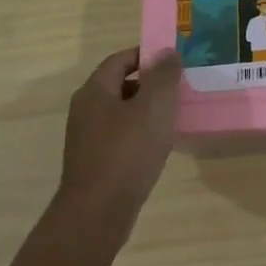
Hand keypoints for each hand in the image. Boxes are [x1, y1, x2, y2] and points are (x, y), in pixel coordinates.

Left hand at [55, 46, 181, 242]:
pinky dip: (140, 133)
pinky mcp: (95, 161)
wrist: (98, 212)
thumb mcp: (154, 107)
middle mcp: (86, 110)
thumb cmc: (127, 152)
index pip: (120, 59)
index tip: (175, 61)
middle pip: (120, 84)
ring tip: (175, 116)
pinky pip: (120, 136)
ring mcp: (87, 138)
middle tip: (180, 88)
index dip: (147, 55)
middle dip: (150, 83)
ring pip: (122, 112)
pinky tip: (159, 145)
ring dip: (147, 110)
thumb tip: (167, 52)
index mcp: (95, 91)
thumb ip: (163, 76)